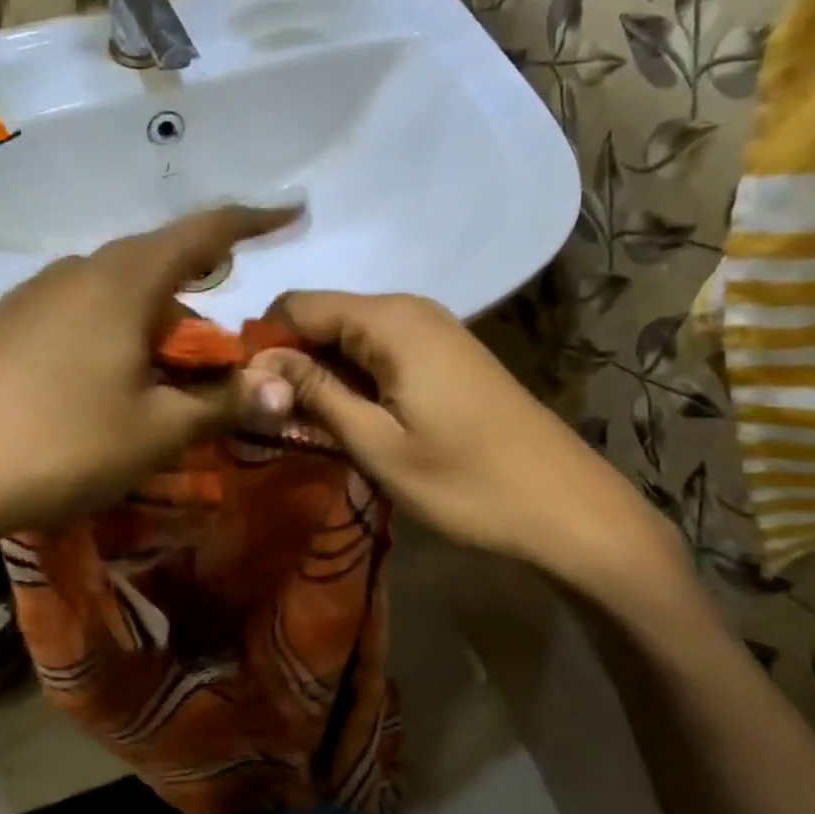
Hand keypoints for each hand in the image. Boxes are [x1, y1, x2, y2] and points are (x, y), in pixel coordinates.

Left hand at [0, 206, 298, 577]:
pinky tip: (104, 374)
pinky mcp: (1, 326)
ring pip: (112, 288)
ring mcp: (31, 296)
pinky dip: (111, 328)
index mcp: (123, 282)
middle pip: (155, 261)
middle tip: (223, 327)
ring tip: (166, 361)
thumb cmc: (61, 444)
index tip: (289, 212)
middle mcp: (76, 271)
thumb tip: (285, 388)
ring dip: (153, 314)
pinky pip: (76, 310)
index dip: (253, 221)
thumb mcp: (156, 432)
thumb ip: (223, 404)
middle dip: (200, 283)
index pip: (203, 232)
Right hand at [252, 291, 687, 608]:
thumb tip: (256, 362)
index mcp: (389, 320)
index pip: (296, 305)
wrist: (567, 508)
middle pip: (324, 317)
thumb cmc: (467, 482)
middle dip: (291, 362)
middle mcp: (409, 309)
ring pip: (350, 337)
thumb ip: (314, 393)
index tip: (247, 395)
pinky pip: (381, 352)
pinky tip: (352, 422)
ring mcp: (434, 330)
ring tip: (308, 429)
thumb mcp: (377, 444)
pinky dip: (355, 381)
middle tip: (275, 421)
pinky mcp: (447, 356)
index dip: (263, 344)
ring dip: (322, 376)